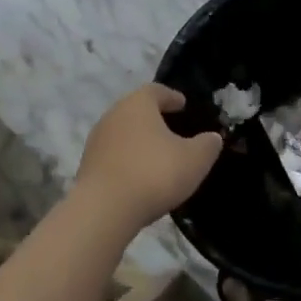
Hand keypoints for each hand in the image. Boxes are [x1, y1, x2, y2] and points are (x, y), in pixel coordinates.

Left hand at [73, 84, 223, 233]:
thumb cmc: (154, 173)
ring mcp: (97, 140)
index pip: (156, 91)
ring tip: (157, 155)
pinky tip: (140, 175)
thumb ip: (207, 145)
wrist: (104, 209)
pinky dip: (128, 159)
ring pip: (123, 132)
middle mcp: (113, 115)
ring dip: (139, 140)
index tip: (182, 104)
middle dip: (154, 118)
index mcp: (138, 104)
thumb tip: (213, 137)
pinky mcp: (88, 165)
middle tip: (172, 129)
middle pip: (136, 110)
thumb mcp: (194, 160)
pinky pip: (114, 155)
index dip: (171, 97)